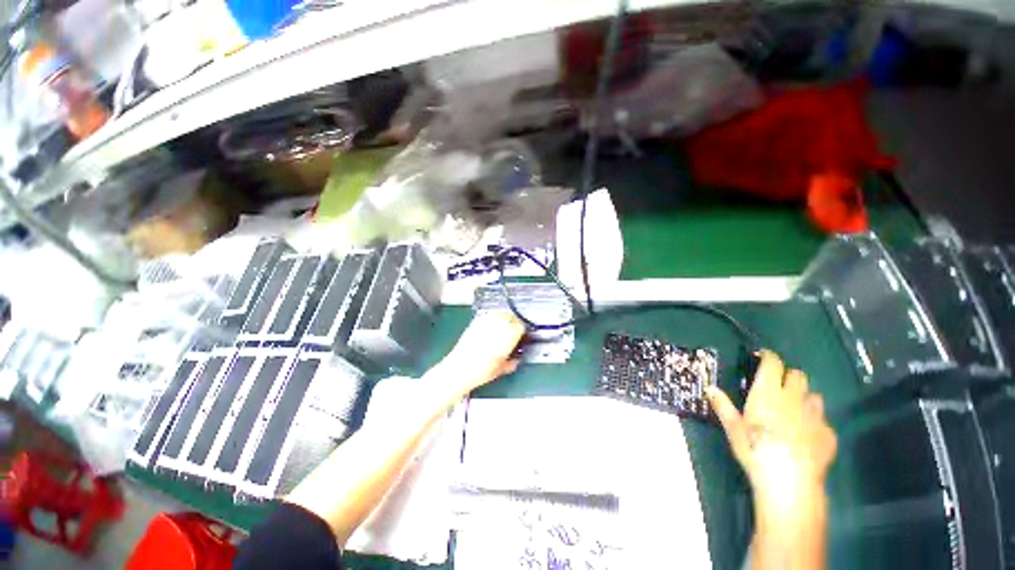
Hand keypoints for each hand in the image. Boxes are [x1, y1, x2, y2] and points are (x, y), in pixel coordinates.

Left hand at [441, 311, 524, 391]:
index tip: (521, 336)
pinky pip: (489, 315)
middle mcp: (499, 325)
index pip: (521, 326)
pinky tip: (491, 326)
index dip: (522, 330)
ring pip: (500, 313)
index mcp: (509, 336)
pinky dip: (492, 318)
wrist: (459, 368)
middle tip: (513, 330)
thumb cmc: (483, 371)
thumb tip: (516, 359)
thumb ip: (512, 363)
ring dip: (504, 318)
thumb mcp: (501, 370)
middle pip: (511, 316)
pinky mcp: (476, 321)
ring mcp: (487, 321)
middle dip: (514, 322)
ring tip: (503, 326)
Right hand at [706, 351, 836, 517]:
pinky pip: (822, 420)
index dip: (769, 357)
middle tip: (776, 385)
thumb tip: (710, 388)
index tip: (762, 356)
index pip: (773, 364)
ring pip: (813, 395)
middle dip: (787, 375)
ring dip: (803, 396)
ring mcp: (815, 416)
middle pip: (798, 375)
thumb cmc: (755, 450)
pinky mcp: (828, 434)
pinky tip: (805, 435)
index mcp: (769, 393)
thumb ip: (723, 406)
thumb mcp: (734, 428)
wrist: (790, 481)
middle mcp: (794, 398)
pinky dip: (814, 422)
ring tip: (793, 408)